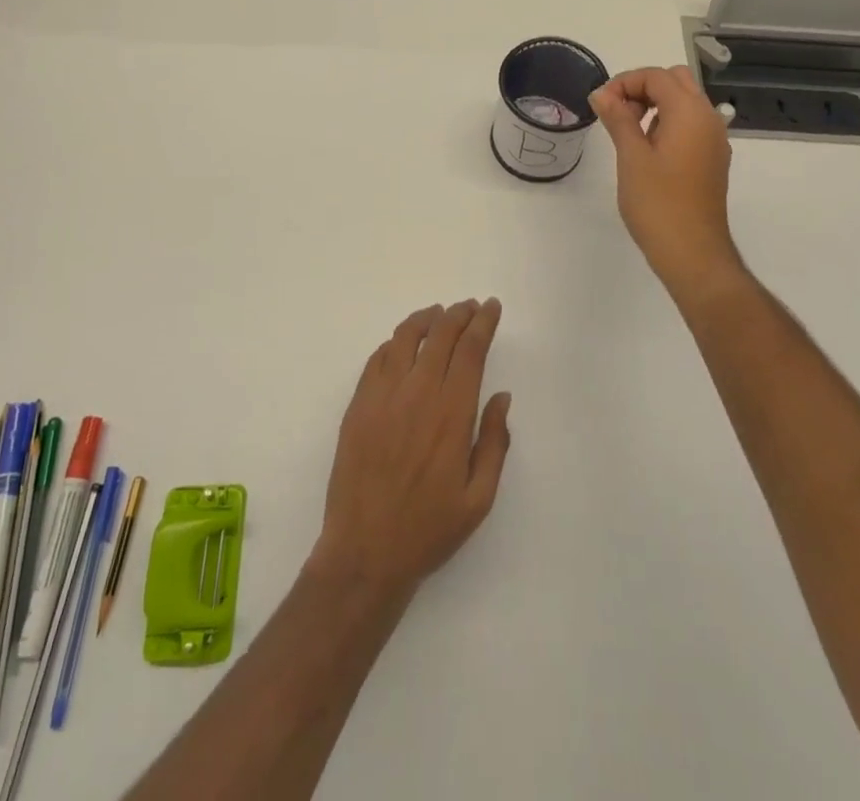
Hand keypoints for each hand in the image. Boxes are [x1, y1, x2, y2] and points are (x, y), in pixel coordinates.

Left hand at [307, 300, 511, 601]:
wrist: (364, 553)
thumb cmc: (428, 529)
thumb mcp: (479, 498)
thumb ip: (495, 443)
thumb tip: (502, 397)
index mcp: (451, 414)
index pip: (470, 350)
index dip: (483, 323)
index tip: (491, 307)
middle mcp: (417, 394)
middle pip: (440, 335)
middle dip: (459, 314)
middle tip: (471, 306)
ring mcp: (382, 396)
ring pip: (405, 337)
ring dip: (426, 319)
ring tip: (438, 315)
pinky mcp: (357, 405)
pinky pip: (377, 359)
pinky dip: (395, 342)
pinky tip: (403, 345)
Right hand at [591, 66, 742, 296]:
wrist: (693, 253)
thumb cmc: (658, 203)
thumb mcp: (631, 157)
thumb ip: (617, 118)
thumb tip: (602, 92)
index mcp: (690, 113)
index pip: (657, 76)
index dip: (624, 82)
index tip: (600, 105)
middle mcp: (709, 119)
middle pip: (676, 81)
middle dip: (643, 88)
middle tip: (616, 113)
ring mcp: (714, 140)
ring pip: (685, 102)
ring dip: (655, 104)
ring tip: (627, 133)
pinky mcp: (712, 159)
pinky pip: (691, 124)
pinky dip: (668, 123)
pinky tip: (648, 151)